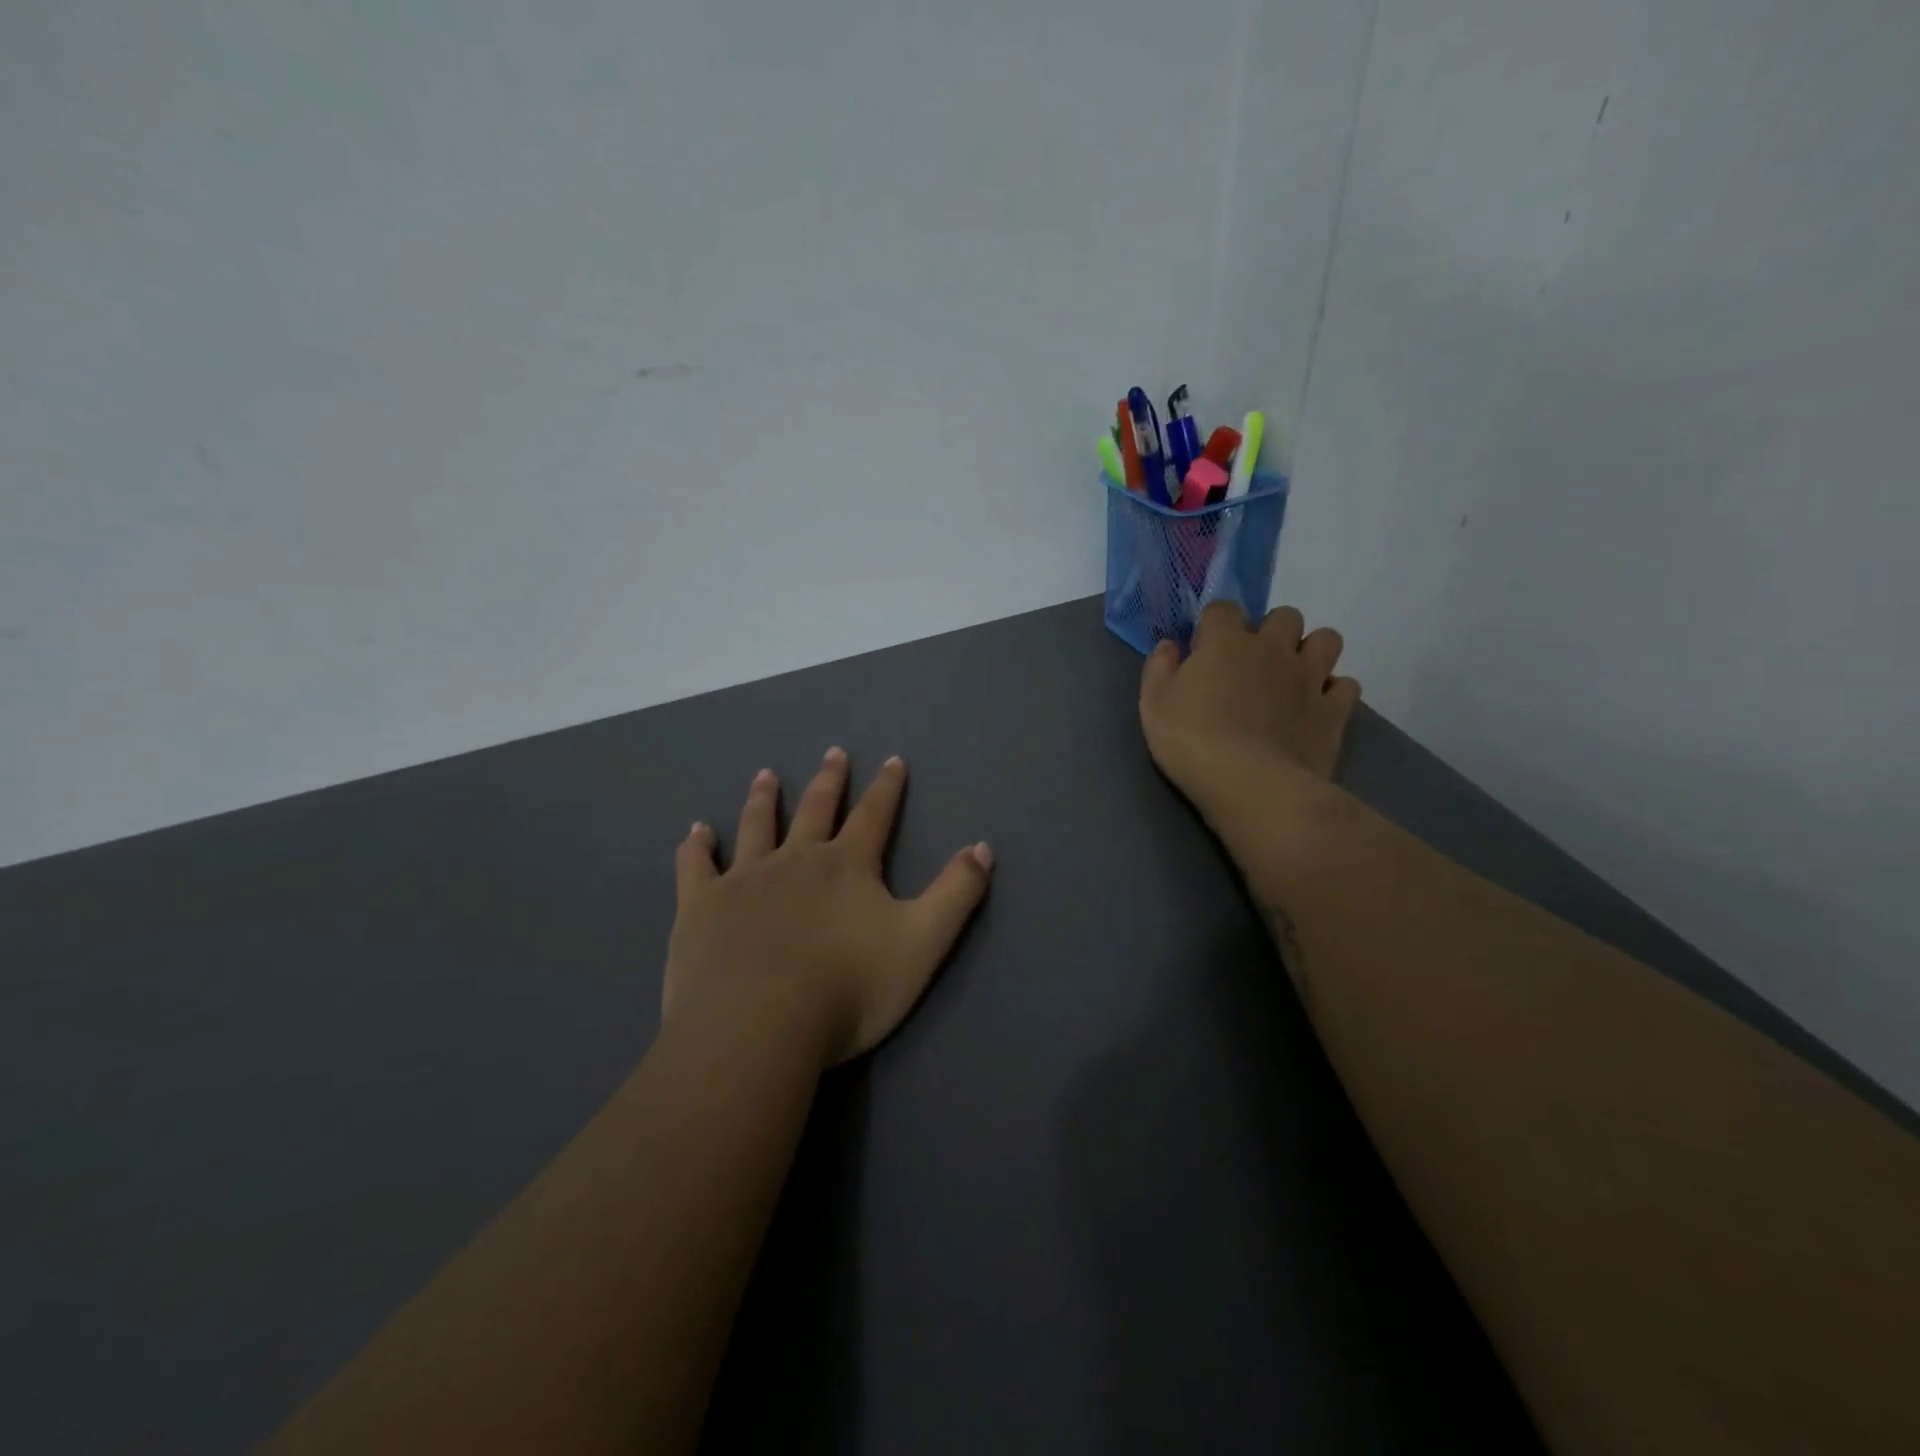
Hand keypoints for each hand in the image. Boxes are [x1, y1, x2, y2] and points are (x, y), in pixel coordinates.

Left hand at [666, 748, 993, 1067]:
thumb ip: (956, 894)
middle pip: (817, 809)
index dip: (888, 788)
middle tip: (834, 752)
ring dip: (765, 799)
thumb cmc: (849, 989)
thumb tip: (983, 847)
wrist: (760, 1026)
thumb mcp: (922, 943)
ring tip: (767, 775)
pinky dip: (698, 846)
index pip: (875, 815)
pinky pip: (697, 866)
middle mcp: (796, 859)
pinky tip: (697, 832)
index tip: (893, 760)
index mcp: (847, 866)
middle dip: (830, 780)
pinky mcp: (702, 906)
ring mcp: (745, 879)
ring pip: (757, 826)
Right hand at [1139, 602, 1360, 814]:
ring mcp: (1309, 677)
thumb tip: (1170, 645)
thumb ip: (1159, 668)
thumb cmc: (1191, 740)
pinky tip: (1316, 707)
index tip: (1204, 649)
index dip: (1214, 624)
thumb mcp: (1153, 704)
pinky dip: (1333, 692)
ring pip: (1327, 640)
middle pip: (1285, 616)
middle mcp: (1273, 649)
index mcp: (1226, 642)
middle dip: (1272, 631)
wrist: (1249, 783)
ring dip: (1311, 651)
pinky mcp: (1333, 710)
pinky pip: (1346, 686)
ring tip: (1293, 676)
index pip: (1223, 608)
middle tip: (1253, 662)